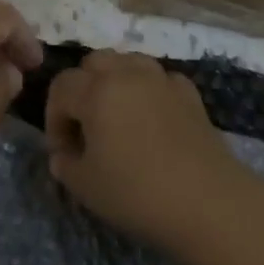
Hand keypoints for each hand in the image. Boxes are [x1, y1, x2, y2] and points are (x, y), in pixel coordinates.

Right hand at [43, 49, 238, 255]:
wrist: (209, 202)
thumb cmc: (139, 193)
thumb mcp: (87, 187)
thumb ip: (65, 165)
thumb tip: (63, 154)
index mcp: (95, 90)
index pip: (61, 87)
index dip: (54, 117)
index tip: (63, 152)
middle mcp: (125, 73)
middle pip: (93, 63)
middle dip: (82, 90)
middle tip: (87, 128)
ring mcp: (160, 78)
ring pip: (127, 62)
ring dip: (115, 82)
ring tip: (119, 118)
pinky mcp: (188, 92)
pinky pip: (159, 79)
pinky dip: (150, 91)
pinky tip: (154, 119)